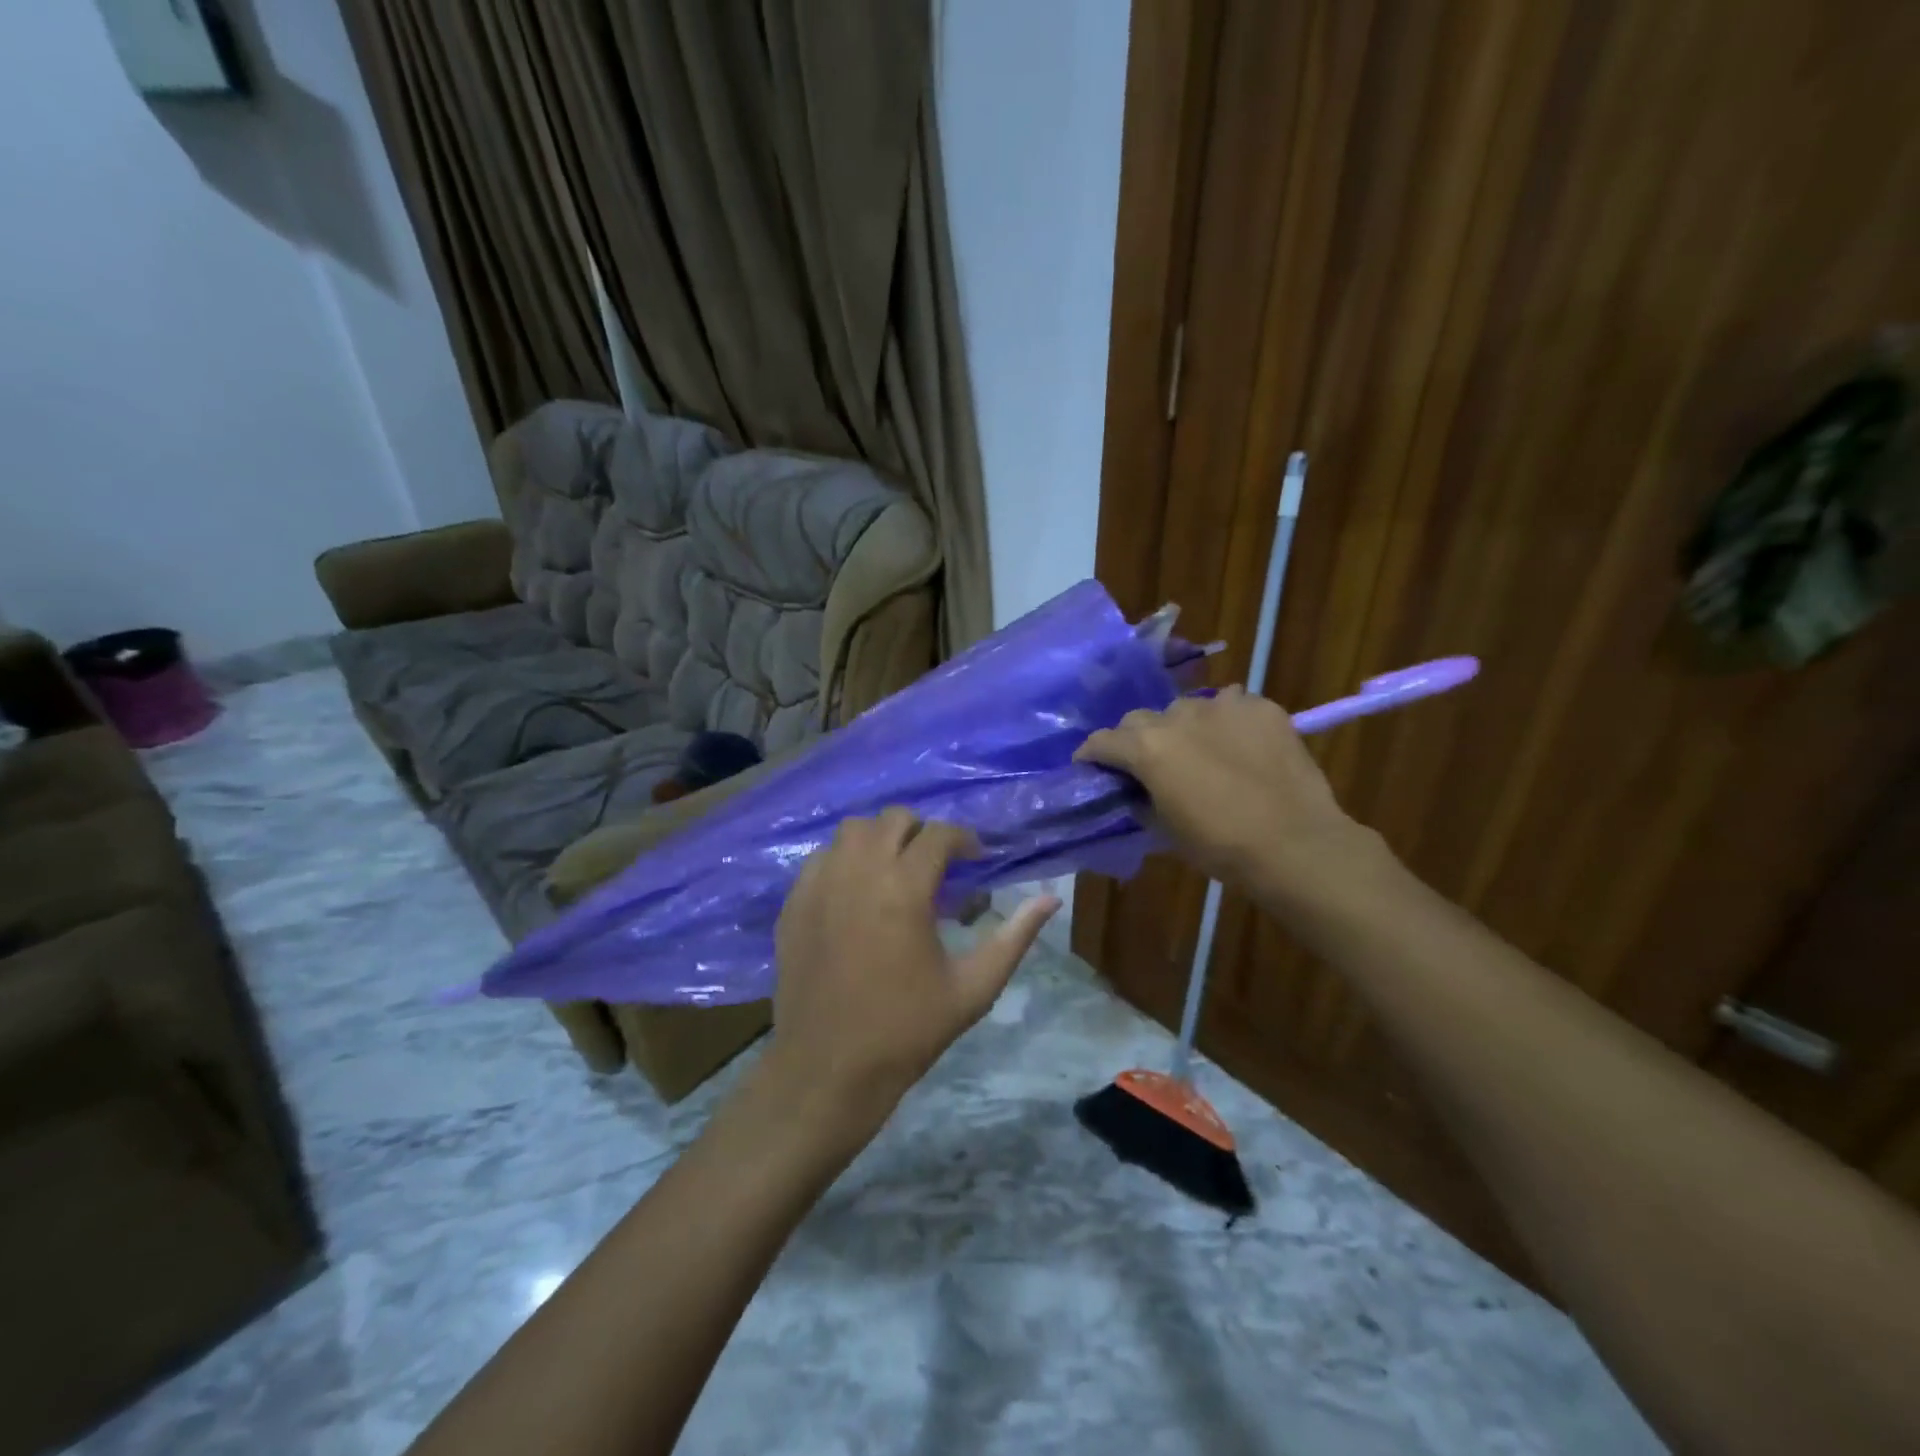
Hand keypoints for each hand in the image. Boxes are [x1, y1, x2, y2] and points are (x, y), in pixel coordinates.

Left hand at [766, 809, 1058, 1126]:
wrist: (829, 1069)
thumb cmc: (907, 1030)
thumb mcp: (973, 988)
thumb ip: (1014, 937)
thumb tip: (1051, 899)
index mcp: (904, 888)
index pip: (939, 834)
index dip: (964, 840)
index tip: (975, 861)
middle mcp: (858, 872)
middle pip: (893, 819)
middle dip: (922, 832)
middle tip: (936, 865)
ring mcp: (819, 884)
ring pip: (852, 831)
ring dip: (880, 839)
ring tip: (895, 872)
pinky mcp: (793, 903)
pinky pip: (821, 858)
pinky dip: (845, 860)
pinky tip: (856, 893)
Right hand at [1075, 686, 1381, 898]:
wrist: (1295, 844)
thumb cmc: (1221, 846)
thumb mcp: (1166, 830)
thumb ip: (1142, 801)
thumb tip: (1136, 792)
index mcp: (1147, 748)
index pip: (1103, 741)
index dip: (1092, 755)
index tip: (1091, 766)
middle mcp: (1178, 717)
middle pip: (1141, 719)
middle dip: (1136, 740)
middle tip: (1148, 765)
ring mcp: (1223, 706)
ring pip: (1188, 708)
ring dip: (1183, 728)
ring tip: (1200, 752)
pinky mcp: (1261, 708)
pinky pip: (1232, 705)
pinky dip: (1227, 722)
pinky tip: (1239, 746)